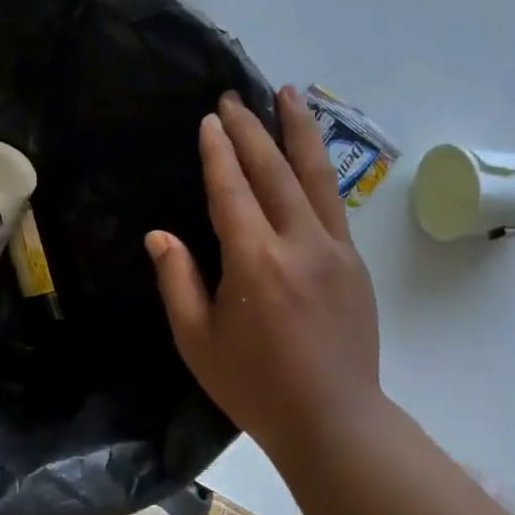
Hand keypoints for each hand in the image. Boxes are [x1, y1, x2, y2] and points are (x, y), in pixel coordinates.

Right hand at [146, 87, 388, 471]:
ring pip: (316, 177)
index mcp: (254, 263)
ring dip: (298, 132)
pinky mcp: (354, 263)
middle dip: (252, 130)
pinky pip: (333, 203)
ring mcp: (335, 251)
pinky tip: (308, 156)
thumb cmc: (253, 385)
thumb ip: (178, 280)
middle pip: (275, 172)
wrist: (333, 419)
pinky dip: (318, 170)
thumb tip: (160, 234)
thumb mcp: (197, 339)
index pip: (232, 191)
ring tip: (289, 95)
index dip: (218, 153)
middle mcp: (299, 245)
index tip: (209, 121)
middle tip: (235, 97)